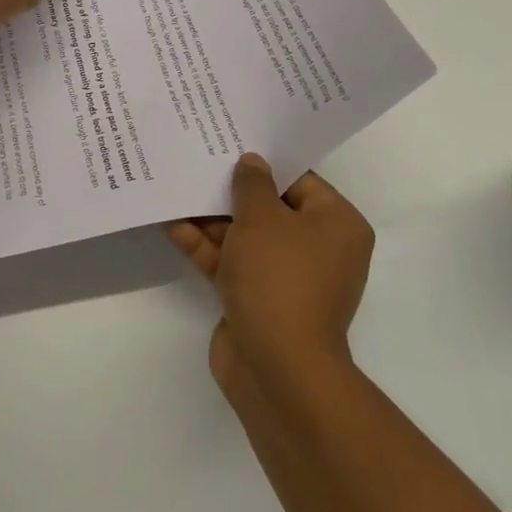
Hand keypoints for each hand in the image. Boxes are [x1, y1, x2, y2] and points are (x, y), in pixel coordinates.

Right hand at [168, 154, 373, 394]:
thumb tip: (252, 162)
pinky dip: (208, 248)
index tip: (230, 145)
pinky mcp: (258, 299)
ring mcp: (287, 277)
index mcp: (337, 225)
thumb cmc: (279, 278)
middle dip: (232, 192)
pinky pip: (233, 264)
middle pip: (270, 209)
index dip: (264, 164)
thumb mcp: (262, 219)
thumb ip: (252, 185)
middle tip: (199, 163)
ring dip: (213, 220)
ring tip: (178, 190)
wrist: (276, 366)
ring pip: (247, 237)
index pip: (300, 181)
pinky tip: (175, 228)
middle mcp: (318, 249)